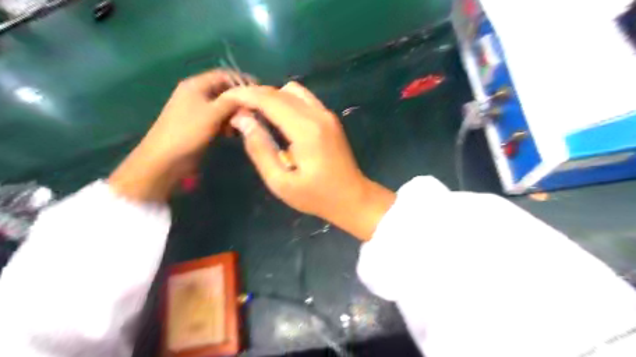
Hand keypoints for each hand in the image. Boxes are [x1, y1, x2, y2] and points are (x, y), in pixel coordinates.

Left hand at [107, 70, 242, 202]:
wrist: (166, 158)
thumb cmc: (188, 132)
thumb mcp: (213, 113)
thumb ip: (232, 101)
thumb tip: (250, 94)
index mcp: (196, 85)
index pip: (224, 75)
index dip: (242, 81)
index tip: (259, 92)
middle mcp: (197, 94)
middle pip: (224, 91)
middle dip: (240, 101)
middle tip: (254, 112)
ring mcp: (198, 110)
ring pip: (223, 106)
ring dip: (235, 114)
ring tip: (244, 124)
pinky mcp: (200, 124)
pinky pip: (219, 118)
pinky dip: (228, 123)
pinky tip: (233, 133)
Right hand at [222, 83, 394, 240]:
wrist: (352, 197)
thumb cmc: (316, 196)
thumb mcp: (281, 183)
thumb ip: (260, 150)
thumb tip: (243, 120)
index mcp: (306, 130)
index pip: (269, 100)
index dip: (244, 95)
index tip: (226, 99)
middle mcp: (318, 115)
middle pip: (280, 91)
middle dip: (255, 95)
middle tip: (238, 110)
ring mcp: (327, 114)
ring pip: (293, 91)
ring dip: (272, 97)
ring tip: (258, 115)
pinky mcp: (330, 119)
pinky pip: (304, 99)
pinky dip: (287, 101)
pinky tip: (279, 119)